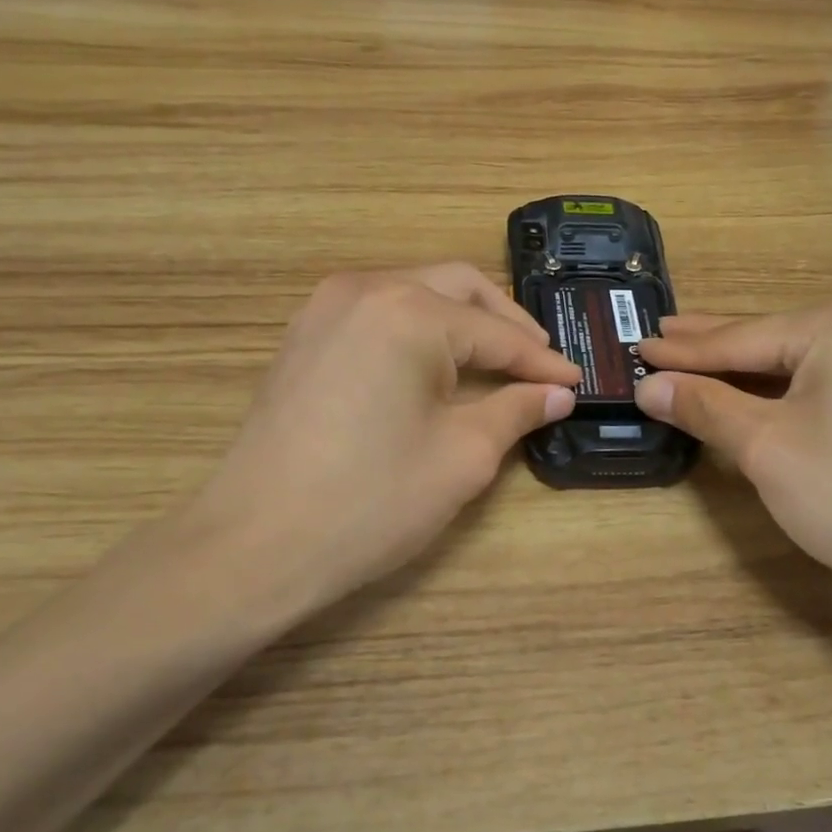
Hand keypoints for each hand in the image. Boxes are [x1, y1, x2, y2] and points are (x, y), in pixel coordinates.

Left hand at [180, 264, 578, 631]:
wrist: (256, 543)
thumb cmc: (371, 501)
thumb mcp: (462, 456)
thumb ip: (515, 411)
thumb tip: (556, 395)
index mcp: (409, 312)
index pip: (496, 333)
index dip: (542, 363)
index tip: (575, 384)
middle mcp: (365, 290)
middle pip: (457, 288)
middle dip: (505, 325)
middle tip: (540, 366)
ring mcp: (325, 309)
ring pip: (414, 295)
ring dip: (461, 324)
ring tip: (496, 367)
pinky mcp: (304, 337)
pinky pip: (378, 315)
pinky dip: (418, 333)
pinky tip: (436, 370)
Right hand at [636, 297, 831, 627]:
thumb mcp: (766, 448)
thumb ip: (705, 407)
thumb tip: (651, 385)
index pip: (742, 338)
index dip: (684, 350)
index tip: (640, 346)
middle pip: (778, 338)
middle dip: (718, 346)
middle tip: (665, 335)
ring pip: (811, 357)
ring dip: (758, 365)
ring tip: (708, 357)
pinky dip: (799, 382)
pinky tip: (773, 384)